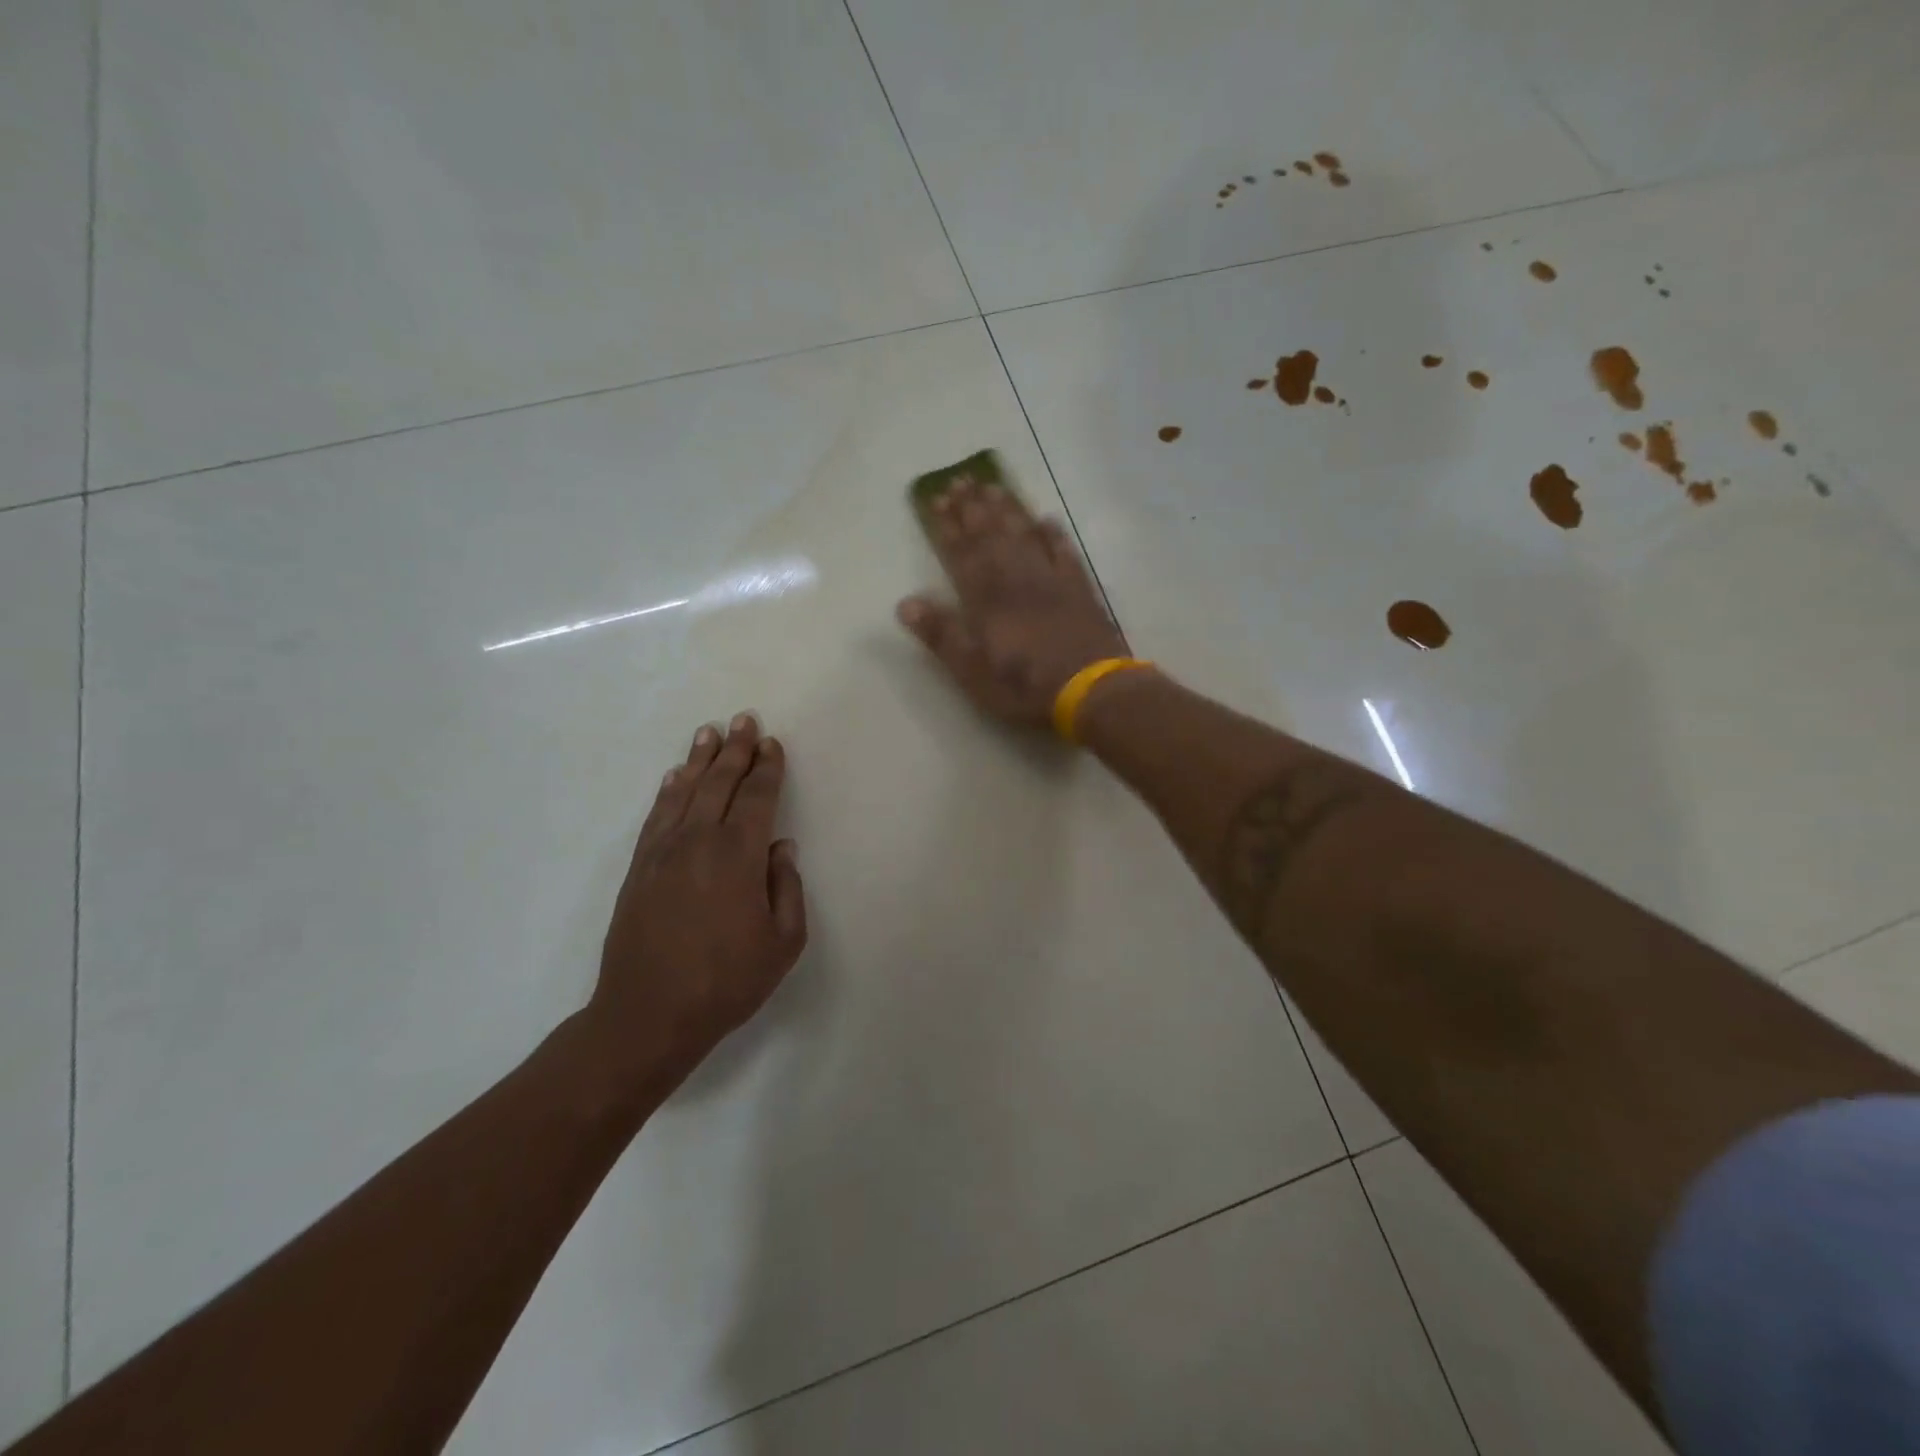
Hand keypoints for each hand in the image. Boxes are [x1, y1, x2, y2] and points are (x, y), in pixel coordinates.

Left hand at [589, 714, 806, 1086]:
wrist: (647, 1015)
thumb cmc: (726, 982)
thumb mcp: (783, 943)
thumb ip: (787, 887)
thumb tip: (781, 847)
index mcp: (739, 856)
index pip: (757, 798)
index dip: (767, 768)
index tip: (772, 744)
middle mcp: (699, 841)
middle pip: (720, 783)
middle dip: (736, 750)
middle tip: (745, 720)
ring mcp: (663, 852)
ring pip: (686, 792)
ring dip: (700, 760)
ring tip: (710, 733)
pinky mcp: (639, 868)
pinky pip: (657, 816)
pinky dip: (668, 790)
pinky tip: (676, 776)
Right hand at [896, 474, 1128, 726]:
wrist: (1089, 690)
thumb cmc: (1024, 686)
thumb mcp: (972, 671)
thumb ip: (941, 635)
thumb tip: (905, 603)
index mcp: (986, 599)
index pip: (961, 554)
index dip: (948, 526)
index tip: (936, 499)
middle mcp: (1015, 579)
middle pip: (991, 535)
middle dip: (973, 507)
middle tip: (961, 479)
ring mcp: (1050, 580)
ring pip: (1024, 535)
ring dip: (1008, 510)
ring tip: (994, 486)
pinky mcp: (1079, 589)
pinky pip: (1063, 552)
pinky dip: (1053, 534)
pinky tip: (1046, 520)